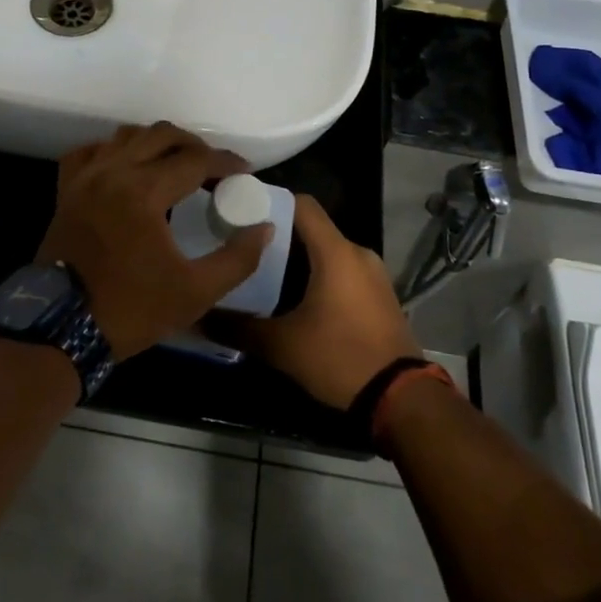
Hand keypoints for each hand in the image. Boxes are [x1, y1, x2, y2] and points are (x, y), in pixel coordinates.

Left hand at [37, 123, 271, 360]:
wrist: (62, 328)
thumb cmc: (131, 309)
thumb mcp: (196, 292)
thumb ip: (237, 258)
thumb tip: (263, 229)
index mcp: (144, 191)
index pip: (195, 160)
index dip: (225, 162)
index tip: (244, 172)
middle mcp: (113, 172)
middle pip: (162, 135)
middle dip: (194, 145)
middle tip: (214, 169)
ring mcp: (85, 178)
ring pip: (126, 136)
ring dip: (156, 143)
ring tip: (175, 165)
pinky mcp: (66, 190)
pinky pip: (90, 152)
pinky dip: (113, 151)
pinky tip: (126, 168)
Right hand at [207, 195, 422, 408]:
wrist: (402, 399)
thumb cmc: (340, 358)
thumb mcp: (282, 346)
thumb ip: (238, 328)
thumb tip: (198, 318)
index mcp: (336, 252)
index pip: (302, 205)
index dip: (270, 202)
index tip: (241, 214)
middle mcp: (358, 253)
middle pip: (312, 229)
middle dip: (277, 236)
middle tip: (242, 248)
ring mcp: (373, 274)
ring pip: (327, 251)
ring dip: (298, 259)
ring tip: (262, 274)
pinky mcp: (379, 295)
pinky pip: (343, 271)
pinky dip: (318, 275)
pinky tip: (295, 299)